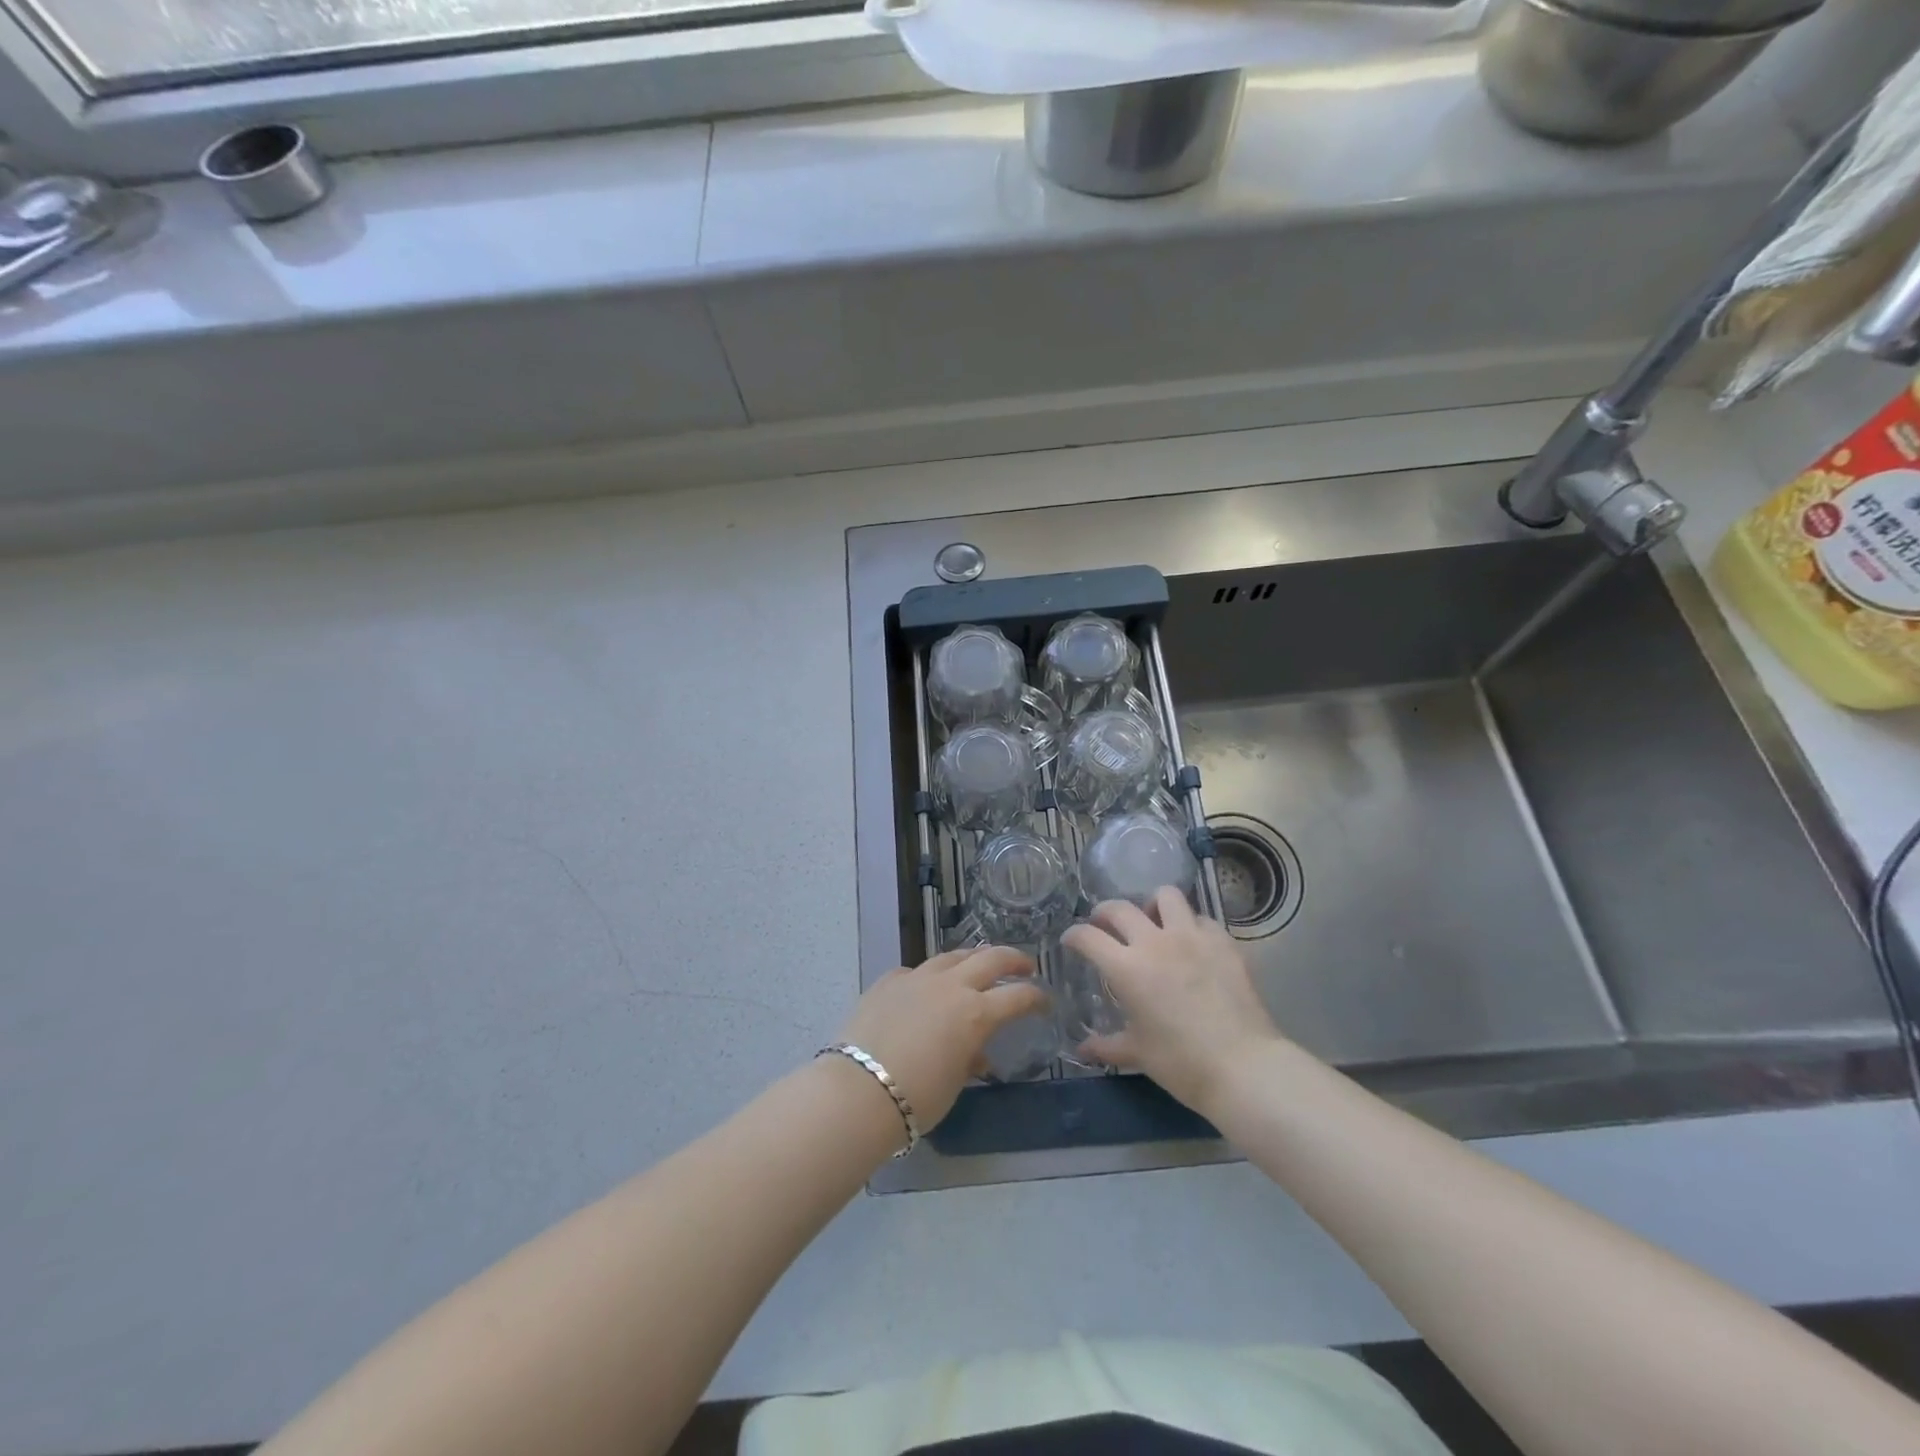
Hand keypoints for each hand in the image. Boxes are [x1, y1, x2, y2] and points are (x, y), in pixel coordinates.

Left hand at [835, 945, 1045, 1128]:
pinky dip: (930, 976)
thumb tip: (976, 1053)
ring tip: (980, 964)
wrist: (858, 1090)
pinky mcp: (889, 980)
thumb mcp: (954, 1083)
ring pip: (953, 956)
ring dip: (973, 958)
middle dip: (1014, 959)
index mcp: (976, 1013)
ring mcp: (917, 977)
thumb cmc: (916, 1098)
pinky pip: (917, 970)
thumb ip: (970, 1059)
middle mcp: (951, 986)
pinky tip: (927, 986)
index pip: (1018, 996)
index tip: (1045, 1001)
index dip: (1037, 997)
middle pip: (991, 959)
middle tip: (1026, 965)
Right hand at [1062, 888, 1284, 1116]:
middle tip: (1104, 926)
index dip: (1074, 935)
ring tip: (1153, 921)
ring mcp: (1192, 937)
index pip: (1088, 937)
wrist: (1243, 1066)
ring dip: (1152, 905)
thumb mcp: (1138, 1054)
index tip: (1071, 941)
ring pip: (1166, 896)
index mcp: (1127, 968)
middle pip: (1120, 908)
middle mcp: (1155, 942)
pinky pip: (1202, 919)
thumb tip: (1082, 1050)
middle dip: (1104, 913)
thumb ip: (1106, 1046)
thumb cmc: (1181, 1063)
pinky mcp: (1223, 941)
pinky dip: (1191, 926)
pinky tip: (1192, 944)